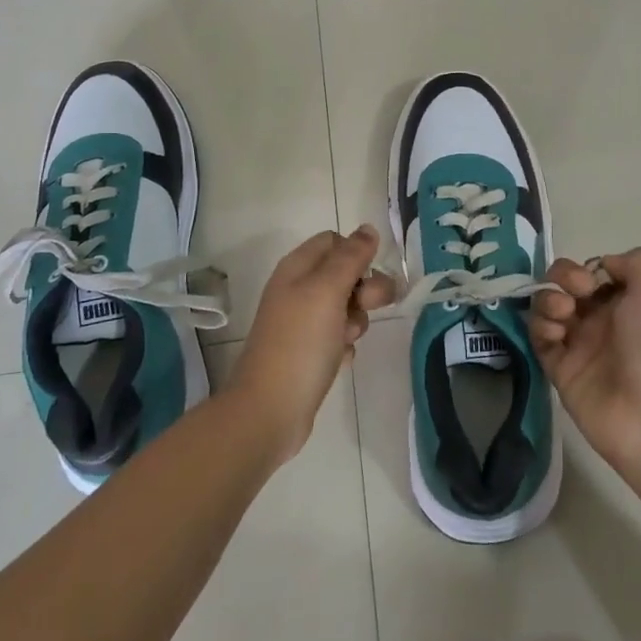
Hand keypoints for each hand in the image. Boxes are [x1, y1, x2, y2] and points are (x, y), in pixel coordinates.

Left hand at [227, 225, 392, 462]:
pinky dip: (344, 345)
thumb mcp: (327, 291)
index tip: (369, 275)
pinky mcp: (308, 352)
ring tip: (347, 339)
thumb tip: (368, 229)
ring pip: (346, 307)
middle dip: (365, 289)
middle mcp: (298, 291)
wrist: (269, 410)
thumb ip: (350, 257)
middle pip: (344, 274)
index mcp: (297, 268)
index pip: (334, 241)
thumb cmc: (300, 344)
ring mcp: (302, 323)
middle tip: (371, 306)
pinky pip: (339, 336)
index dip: (356, 254)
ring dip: (356, 320)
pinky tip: (339, 359)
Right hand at [529, 248, 640, 470]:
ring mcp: (580, 344)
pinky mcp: (560, 368)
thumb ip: (633, 262)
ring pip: (548, 306)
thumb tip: (602, 265)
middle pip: (567, 284)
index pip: (595, 270)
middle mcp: (603, 319)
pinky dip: (540, 326)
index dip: (587, 267)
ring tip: (563, 313)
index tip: (592, 279)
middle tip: (576, 293)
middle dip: (562, 276)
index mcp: (629, 301)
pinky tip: (555, 333)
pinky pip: (539, 337)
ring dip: (548, 299)